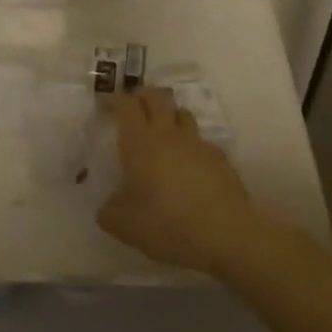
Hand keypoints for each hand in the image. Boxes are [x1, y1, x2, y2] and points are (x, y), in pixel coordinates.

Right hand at [96, 87, 261, 274]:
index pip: (126, 105)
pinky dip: (190, 145)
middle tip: (133, 108)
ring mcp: (198, 144)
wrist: (225, 235)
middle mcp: (169, 135)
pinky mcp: (220, 158)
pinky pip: (201, 141)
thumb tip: (109, 206)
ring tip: (162, 132)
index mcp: (140, 143)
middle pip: (157, 97)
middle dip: (143, 96)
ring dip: (169, 115)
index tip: (106, 104)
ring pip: (182, 113)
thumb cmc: (166, 224)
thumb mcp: (123, 225)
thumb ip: (109, 211)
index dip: (114, 100)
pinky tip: (187, 165)